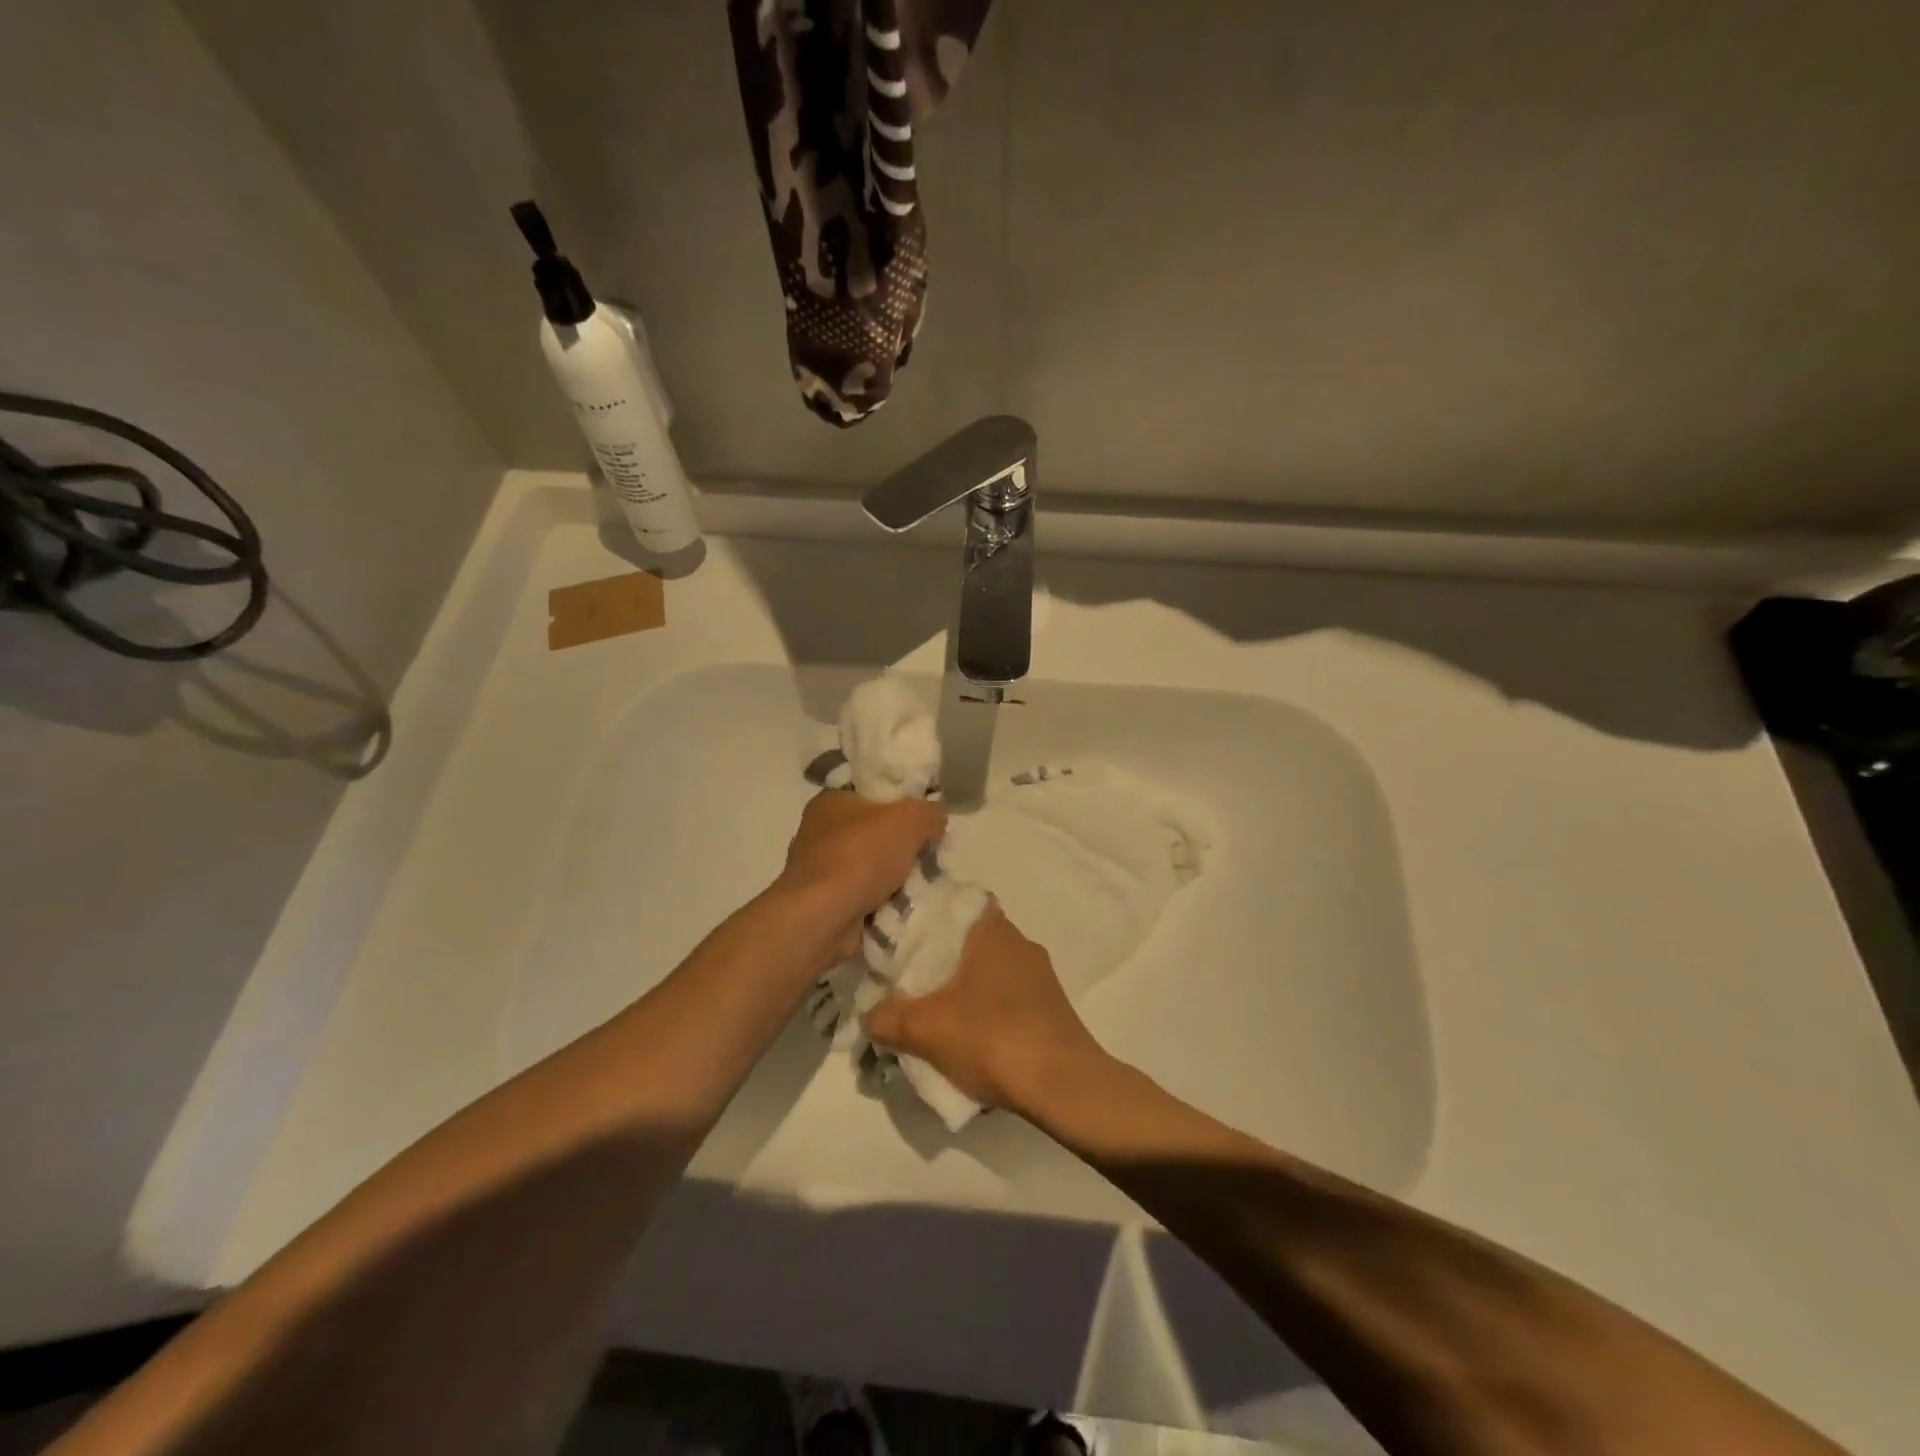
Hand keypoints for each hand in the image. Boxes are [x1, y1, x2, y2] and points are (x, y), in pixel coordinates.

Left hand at [776, 790, 946, 961]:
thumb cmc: (861, 856)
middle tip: (929, 854)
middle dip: (901, 845)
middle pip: (873, 831)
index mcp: (830, 800)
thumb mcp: (910, 820)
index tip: (925, 817)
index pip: (871, 791)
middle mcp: (819, 831)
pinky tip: (903, 906)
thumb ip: (930, 812)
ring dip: (893, 877)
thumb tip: (935, 818)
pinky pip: (862, 895)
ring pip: (869, 866)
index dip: (900, 800)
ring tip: (922, 883)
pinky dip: (881, 901)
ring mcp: (818, 869)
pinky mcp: (822, 902)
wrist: (822, 917)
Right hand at [861, 901, 1107, 1114]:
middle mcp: (1021, 944)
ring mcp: (1040, 977)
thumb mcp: (926, 1029)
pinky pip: (1008, 999)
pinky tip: (970, 1040)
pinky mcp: (1051, 1009)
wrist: (1065, 1086)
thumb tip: (868, 1015)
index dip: (932, 915)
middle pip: (971, 940)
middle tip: (910, 982)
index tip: (907, 937)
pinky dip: (987, 1012)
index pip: (960, 903)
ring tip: (935, 1016)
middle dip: (942, 959)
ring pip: (990, 972)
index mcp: (994, 932)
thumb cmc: (993, 1038)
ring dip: (965, 989)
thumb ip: (888, 1017)